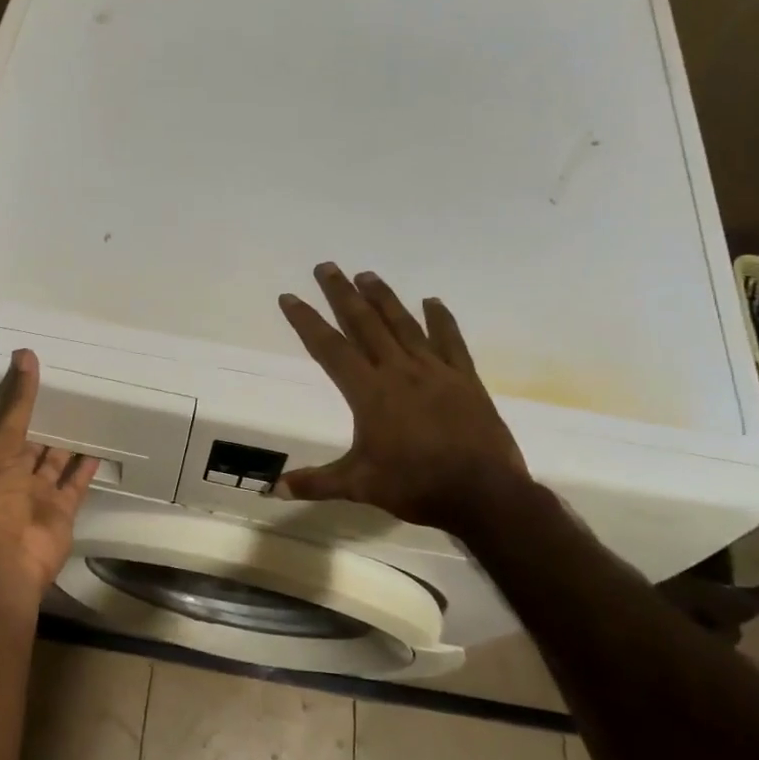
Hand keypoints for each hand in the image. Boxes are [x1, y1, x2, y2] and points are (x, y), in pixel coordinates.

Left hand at [0, 350, 99, 596]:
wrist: (10, 559)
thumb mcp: (2, 444)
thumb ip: (17, 404)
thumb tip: (24, 355)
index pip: (10, 424)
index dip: (22, 402)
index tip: (40, 374)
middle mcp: (15, 475)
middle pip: (34, 442)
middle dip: (48, 421)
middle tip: (70, 388)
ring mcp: (40, 494)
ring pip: (56, 462)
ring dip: (69, 441)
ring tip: (88, 411)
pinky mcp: (63, 509)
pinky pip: (76, 483)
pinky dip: (87, 467)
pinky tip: (100, 445)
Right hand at [276, 263, 531, 538]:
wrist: (484, 494)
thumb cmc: (415, 486)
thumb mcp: (359, 485)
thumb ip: (316, 483)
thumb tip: (274, 489)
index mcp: (369, 392)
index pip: (330, 348)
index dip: (307, 321)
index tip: (290, 296)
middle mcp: (399, 371)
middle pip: (365, 323)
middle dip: (342, 293)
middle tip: (327, 266)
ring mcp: (434, 371)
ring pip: (403, 324)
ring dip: (383, 297)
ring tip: (367, 274)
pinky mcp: (464, 379)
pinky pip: (450, 341)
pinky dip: (441, 319)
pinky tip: (432, 301)